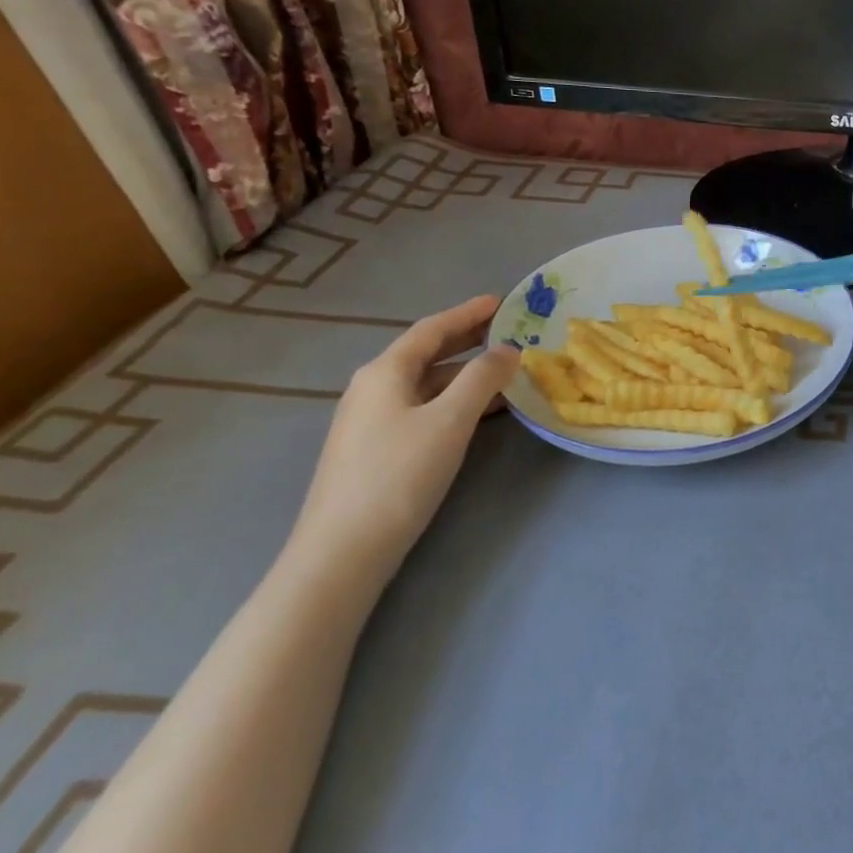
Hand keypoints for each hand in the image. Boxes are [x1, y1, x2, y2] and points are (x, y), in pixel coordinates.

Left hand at [286, 294, 519, 588]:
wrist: (343, 551)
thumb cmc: (399, 475)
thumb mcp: (450, 420)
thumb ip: (482, 378)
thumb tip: (508, 350)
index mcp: (385, 372)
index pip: (432, 330)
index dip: (468, 313)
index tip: (502, 301)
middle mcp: (373, 388)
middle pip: (426, 353)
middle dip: (468, 340)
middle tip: (509, 331)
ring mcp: (370, 420)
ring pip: (426, 383)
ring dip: (465, 373)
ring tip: (506, 371)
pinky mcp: (376, 449)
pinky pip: (423, 407)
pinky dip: (454, 400)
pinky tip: (479, 412)